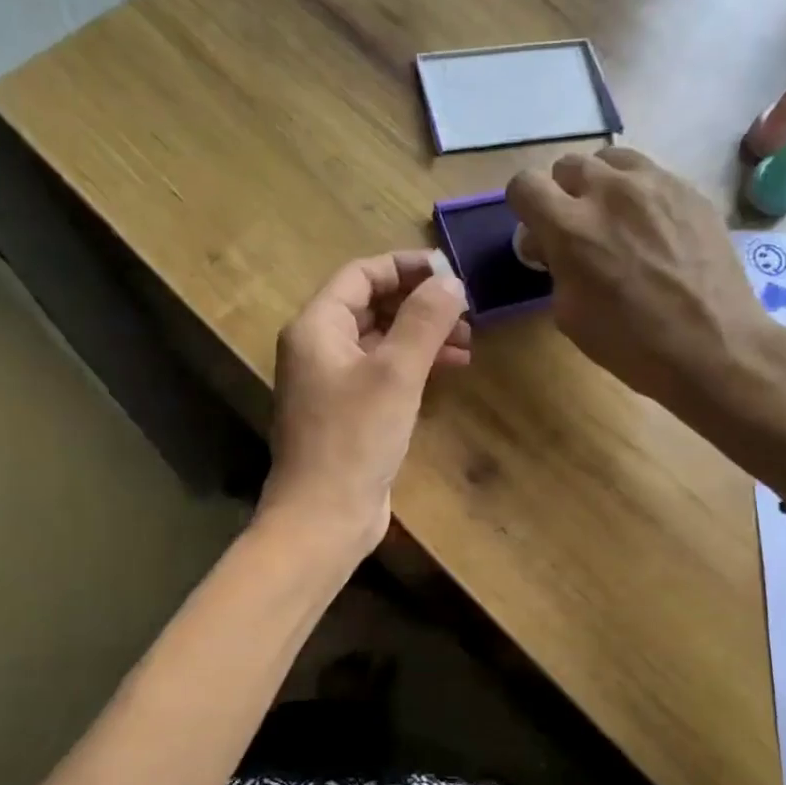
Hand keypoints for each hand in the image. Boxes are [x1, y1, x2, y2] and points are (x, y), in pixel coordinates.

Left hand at [259, 251, 470, 553]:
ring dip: (422, 335)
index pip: (362, 274)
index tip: (452, 275)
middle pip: (372, 305)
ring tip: (468, 341)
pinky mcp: (348, 412)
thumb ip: (424, 320)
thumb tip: (451, 281)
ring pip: (381, 340)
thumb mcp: (396, 373)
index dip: (407, 267)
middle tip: (466, 312)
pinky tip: (450, 369)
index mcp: (317, 327)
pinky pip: (383, 372)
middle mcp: (318, 348)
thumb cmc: (355, 438)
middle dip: (420, 304)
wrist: (324, 517)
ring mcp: (332, 382)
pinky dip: (414, 365)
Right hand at [507, 147, 785, 493]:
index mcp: (570, 227)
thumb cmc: (632, 343)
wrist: (714, 345)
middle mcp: (609, 191)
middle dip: (563, 194)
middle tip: (577, 229)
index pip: (524, 184)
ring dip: (602, 184)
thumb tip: (552, 246)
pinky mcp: (689, 189)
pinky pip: (650, 174)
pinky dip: (639, 193)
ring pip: (611, 159)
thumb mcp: (570, 314)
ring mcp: (655, 183)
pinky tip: (653, 229)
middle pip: (567, 165)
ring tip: (615, 219)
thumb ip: (555, 267)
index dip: (525, 207)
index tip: (538, 232)